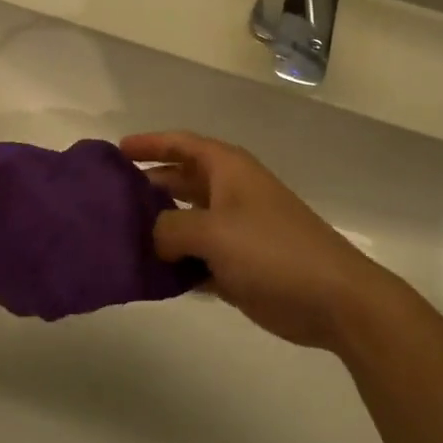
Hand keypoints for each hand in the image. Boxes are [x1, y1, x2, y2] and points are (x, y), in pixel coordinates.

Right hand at [121, 131, 383, 351]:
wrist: (334, 299)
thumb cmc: (272, 250)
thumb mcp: (212, 231)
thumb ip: (171, 227)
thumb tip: (154, 236)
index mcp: (228, 170)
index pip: (182, 144)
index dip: (149, 144)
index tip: (116, 152)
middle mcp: (230, 193)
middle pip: (180, 181)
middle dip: (148, 187)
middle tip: (109, 200)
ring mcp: (236, 231)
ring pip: (187, 222)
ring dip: (159, 229)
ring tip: (120, 238)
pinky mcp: (240, 266)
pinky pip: (197, 258)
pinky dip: (176, 264)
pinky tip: (150, 275)